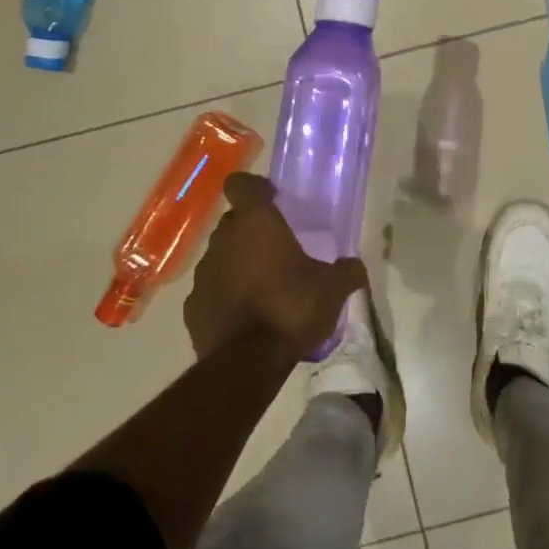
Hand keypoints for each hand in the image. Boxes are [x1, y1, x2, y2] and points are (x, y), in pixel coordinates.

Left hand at [184, 173, 367, 360]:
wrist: (246, 364)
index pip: (240, 184)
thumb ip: (346, 271)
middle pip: (233, 221)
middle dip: (251, 229)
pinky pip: (211, 290)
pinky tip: (244, 315)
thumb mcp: (333, 290)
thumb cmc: (292, 309)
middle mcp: (224, 240)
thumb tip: (356, 266)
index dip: (254, 187)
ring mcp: (203, 274)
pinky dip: (224, 295)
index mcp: (256, 223)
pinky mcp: (192, 307)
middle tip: (276, 247)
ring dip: (237, 263)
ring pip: (221, 255)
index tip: (272, 199)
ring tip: (262, 285)